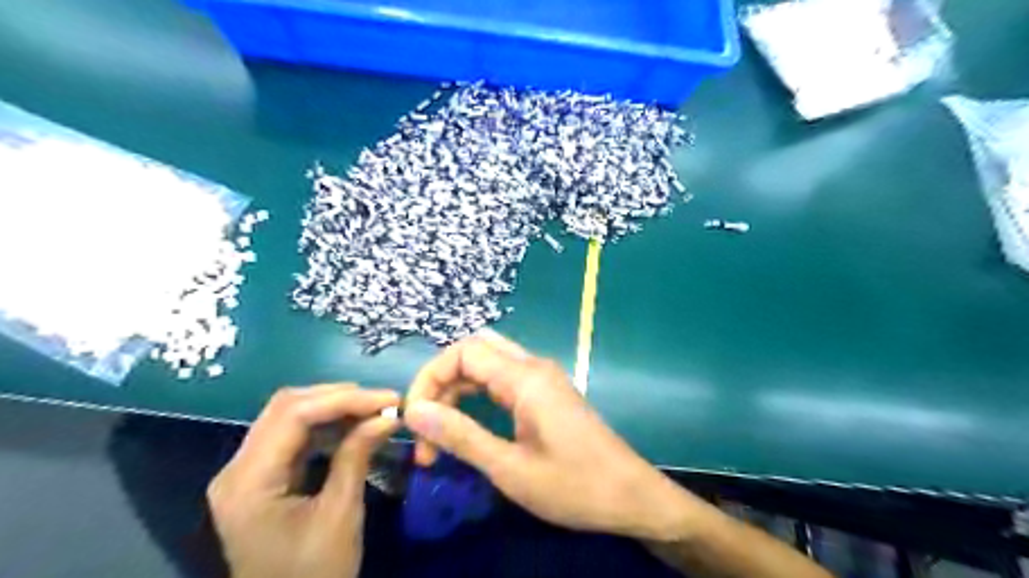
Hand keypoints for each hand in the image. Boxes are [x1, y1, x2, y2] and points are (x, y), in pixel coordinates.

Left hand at [206, 383, 398, 577]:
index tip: (389, 400)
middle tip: (383, 402)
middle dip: (340, 397)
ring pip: (289, 416)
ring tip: (375, 410)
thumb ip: (357, 456)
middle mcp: (237, 469)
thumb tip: (388, 415)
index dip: (345, 399)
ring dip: (334, 408)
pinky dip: (326, 426)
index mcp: (248, 482)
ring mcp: (246, 472)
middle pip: (286, 407)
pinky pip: (293, 437)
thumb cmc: (314, 575)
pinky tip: (355, 427)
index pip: (293, 414)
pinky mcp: (261, 478)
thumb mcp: (341, 514)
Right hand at [402, 332, 699, 544]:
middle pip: (475, 350)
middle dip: (442, 380)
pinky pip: (503, 378)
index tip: (415, 419)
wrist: (630, 495)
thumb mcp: (510, 468)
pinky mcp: (547, 393)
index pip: (463, 352)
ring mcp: (543, 378)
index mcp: (525, 378)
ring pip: (488, 363)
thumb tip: (415, 411)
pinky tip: (468, 423)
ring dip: (458, 389)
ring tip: (440, 432)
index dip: (430, 378)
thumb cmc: (574, 486)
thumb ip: (461, 436)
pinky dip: (477, 394)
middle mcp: (533, 367)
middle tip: (427, 424)